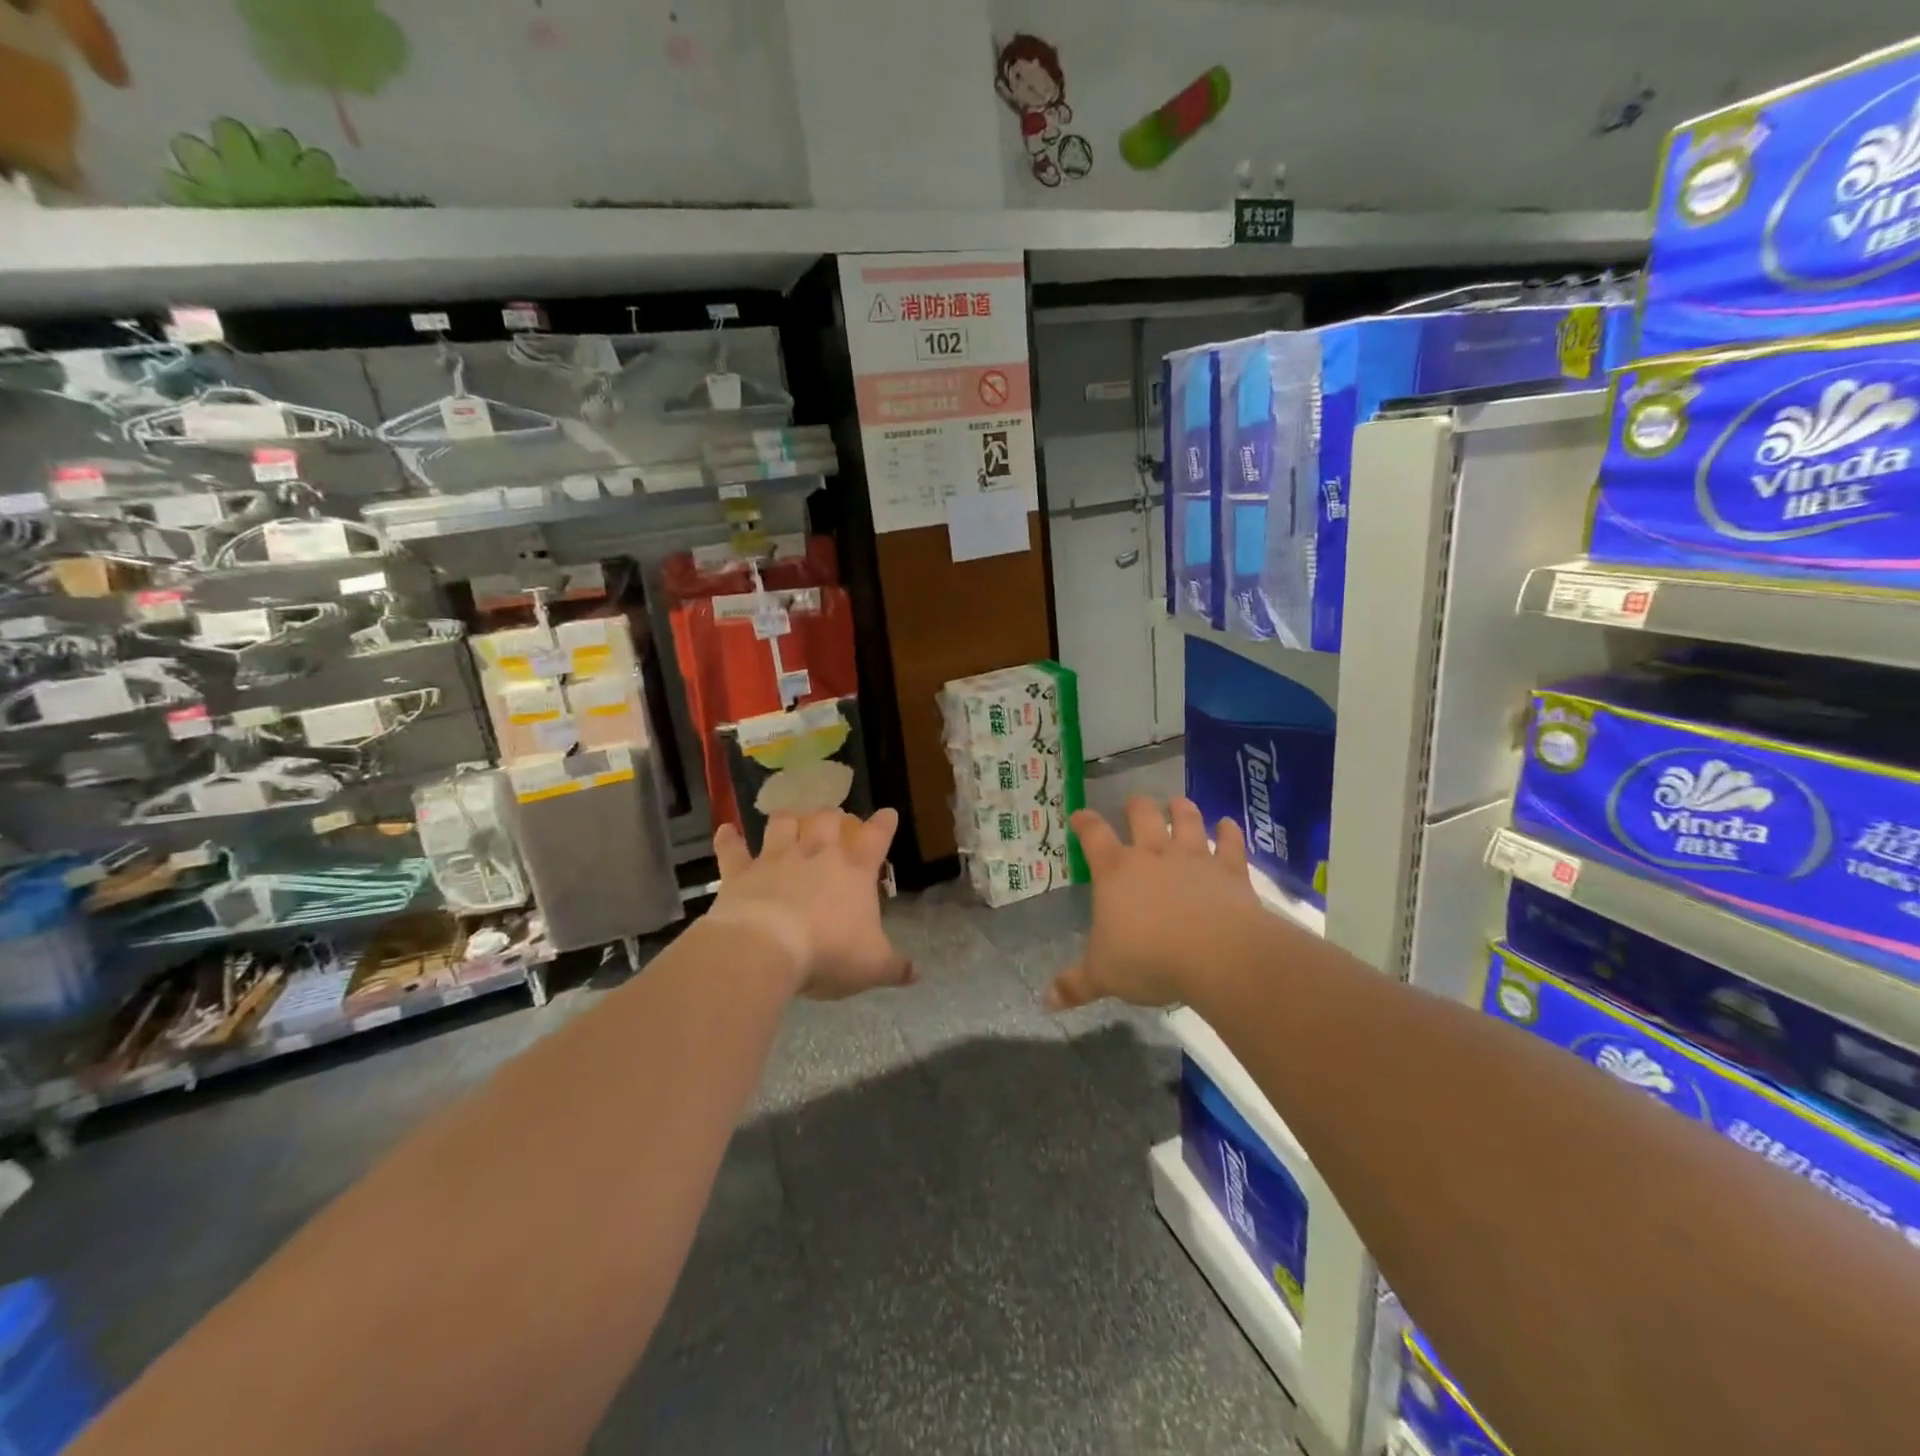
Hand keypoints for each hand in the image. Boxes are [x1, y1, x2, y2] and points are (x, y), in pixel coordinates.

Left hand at [711, 808, 913, 999]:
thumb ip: (894, 967)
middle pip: (827, 820)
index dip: (884, 824)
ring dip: (789, 818)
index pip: (876, 838)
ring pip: (784, 823)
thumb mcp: (872, 966)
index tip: (888, 813)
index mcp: (854, 872)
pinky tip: (726, 831)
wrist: (767, 948)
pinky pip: (733, 850)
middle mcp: (817, 855)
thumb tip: (916, 973)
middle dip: (833, 815)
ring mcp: (776, 859)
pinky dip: (729, 839)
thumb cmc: (829, 953)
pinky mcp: (741, 872)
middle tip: (835, 818)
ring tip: (791, 817)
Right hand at [1045, 796, 1260, 1011]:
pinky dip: (1230, 832)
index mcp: (1116, 872)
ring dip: (1181, 809)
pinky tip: (1229, 824)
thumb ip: (1075, 984)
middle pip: (1142, 816)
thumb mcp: (1103, 976)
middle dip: (1136, 807)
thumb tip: (1045, 1000)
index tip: (1078, 816)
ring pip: (1186, 821)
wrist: (1217, 955)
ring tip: (1177, 802)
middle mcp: (1153, 856)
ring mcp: (1194, 859)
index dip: (1084, 822)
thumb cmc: (1149, 960)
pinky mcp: (1230, 871)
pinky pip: (1230, 844)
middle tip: (1133, 803)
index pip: (1094, 836)